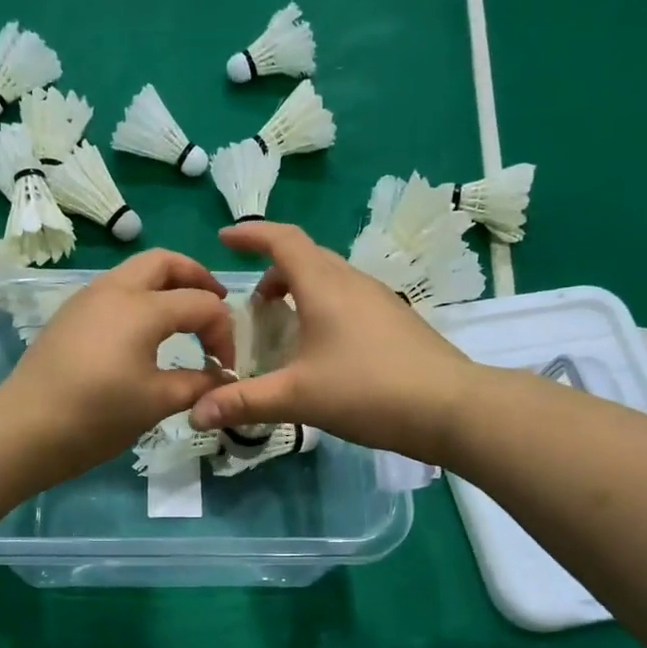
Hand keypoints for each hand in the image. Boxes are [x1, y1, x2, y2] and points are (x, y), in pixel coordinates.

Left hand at [0, 249, 237, 481]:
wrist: (24, 429)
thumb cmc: (96, 415)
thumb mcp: (156, 402)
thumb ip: (197, 384)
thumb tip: (222, 379)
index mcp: (142, 308)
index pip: (201, 304)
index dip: (223, 333)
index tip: (225, 368)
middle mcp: (114, 290)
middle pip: (164, 262)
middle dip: (196, 277)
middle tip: (215, 306)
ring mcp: (86, 299)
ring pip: (134, 272)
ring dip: (165, 285)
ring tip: (182, 318)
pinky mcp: (69, 315)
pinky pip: (113, 291)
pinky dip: (139, 298)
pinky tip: (142, 333)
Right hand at [186, 222, 473, 463]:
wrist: (452, 408)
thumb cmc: (369, 390)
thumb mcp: (298, 397)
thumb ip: (244, 402)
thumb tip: (194, 413)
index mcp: (325, 285)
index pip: (282, 240)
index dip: (250, 235)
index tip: (224, 240)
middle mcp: (352, 282)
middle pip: (306, 258)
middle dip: (272, 271)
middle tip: (250, 306)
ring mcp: (379, 300)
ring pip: (329, 280)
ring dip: (299, 292)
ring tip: (282, 328)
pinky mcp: (396, 322)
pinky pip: (348, 301)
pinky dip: (322, 310)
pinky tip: (321, 350)